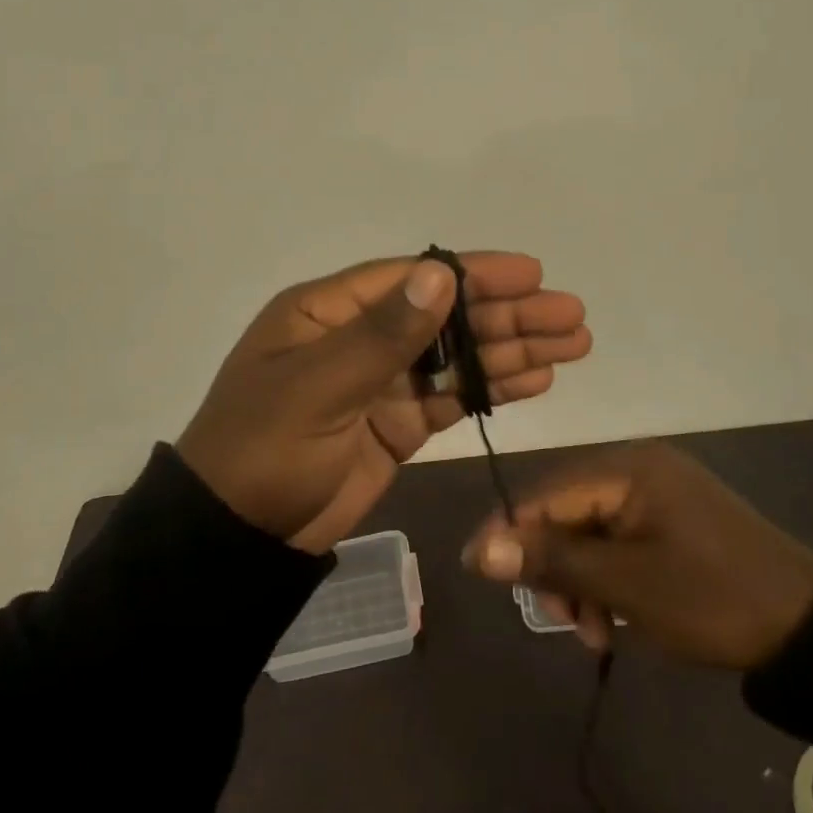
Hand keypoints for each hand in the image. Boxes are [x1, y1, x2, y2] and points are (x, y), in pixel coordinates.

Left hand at [176, 253, 590, 553]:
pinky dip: (493, 388)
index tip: (532, 274)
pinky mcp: (398, 425)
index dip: (475, 274)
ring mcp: (382, 383)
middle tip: (572, 315)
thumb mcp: (317, 387)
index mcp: (329, 311)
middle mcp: (360, 338)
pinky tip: (536, 379)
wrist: (238, 538)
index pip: (413, 279)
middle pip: (447, 316)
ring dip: (513, 349)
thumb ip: (384, 334)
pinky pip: (453, 398)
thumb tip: (440, 273)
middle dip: (509, 314)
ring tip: (573, 344)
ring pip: (458, 356)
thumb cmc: (264, 450)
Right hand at [463, 441, 812, 668]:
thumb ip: (553, 561)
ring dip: (582, 582)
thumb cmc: (713, 599)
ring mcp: (660, 495)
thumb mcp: (627, 585)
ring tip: (598, 634)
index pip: (548, 493)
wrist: (809, 629)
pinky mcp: (673, 521)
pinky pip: (619, 543)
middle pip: (567, 513)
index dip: (510, 531)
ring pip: (591, 533)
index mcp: (630, 469)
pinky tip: (616, 620)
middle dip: (556, 568)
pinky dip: (609, 581)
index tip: (477, 570)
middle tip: (565, 620)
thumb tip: (481, 549)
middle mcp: (640, 469)